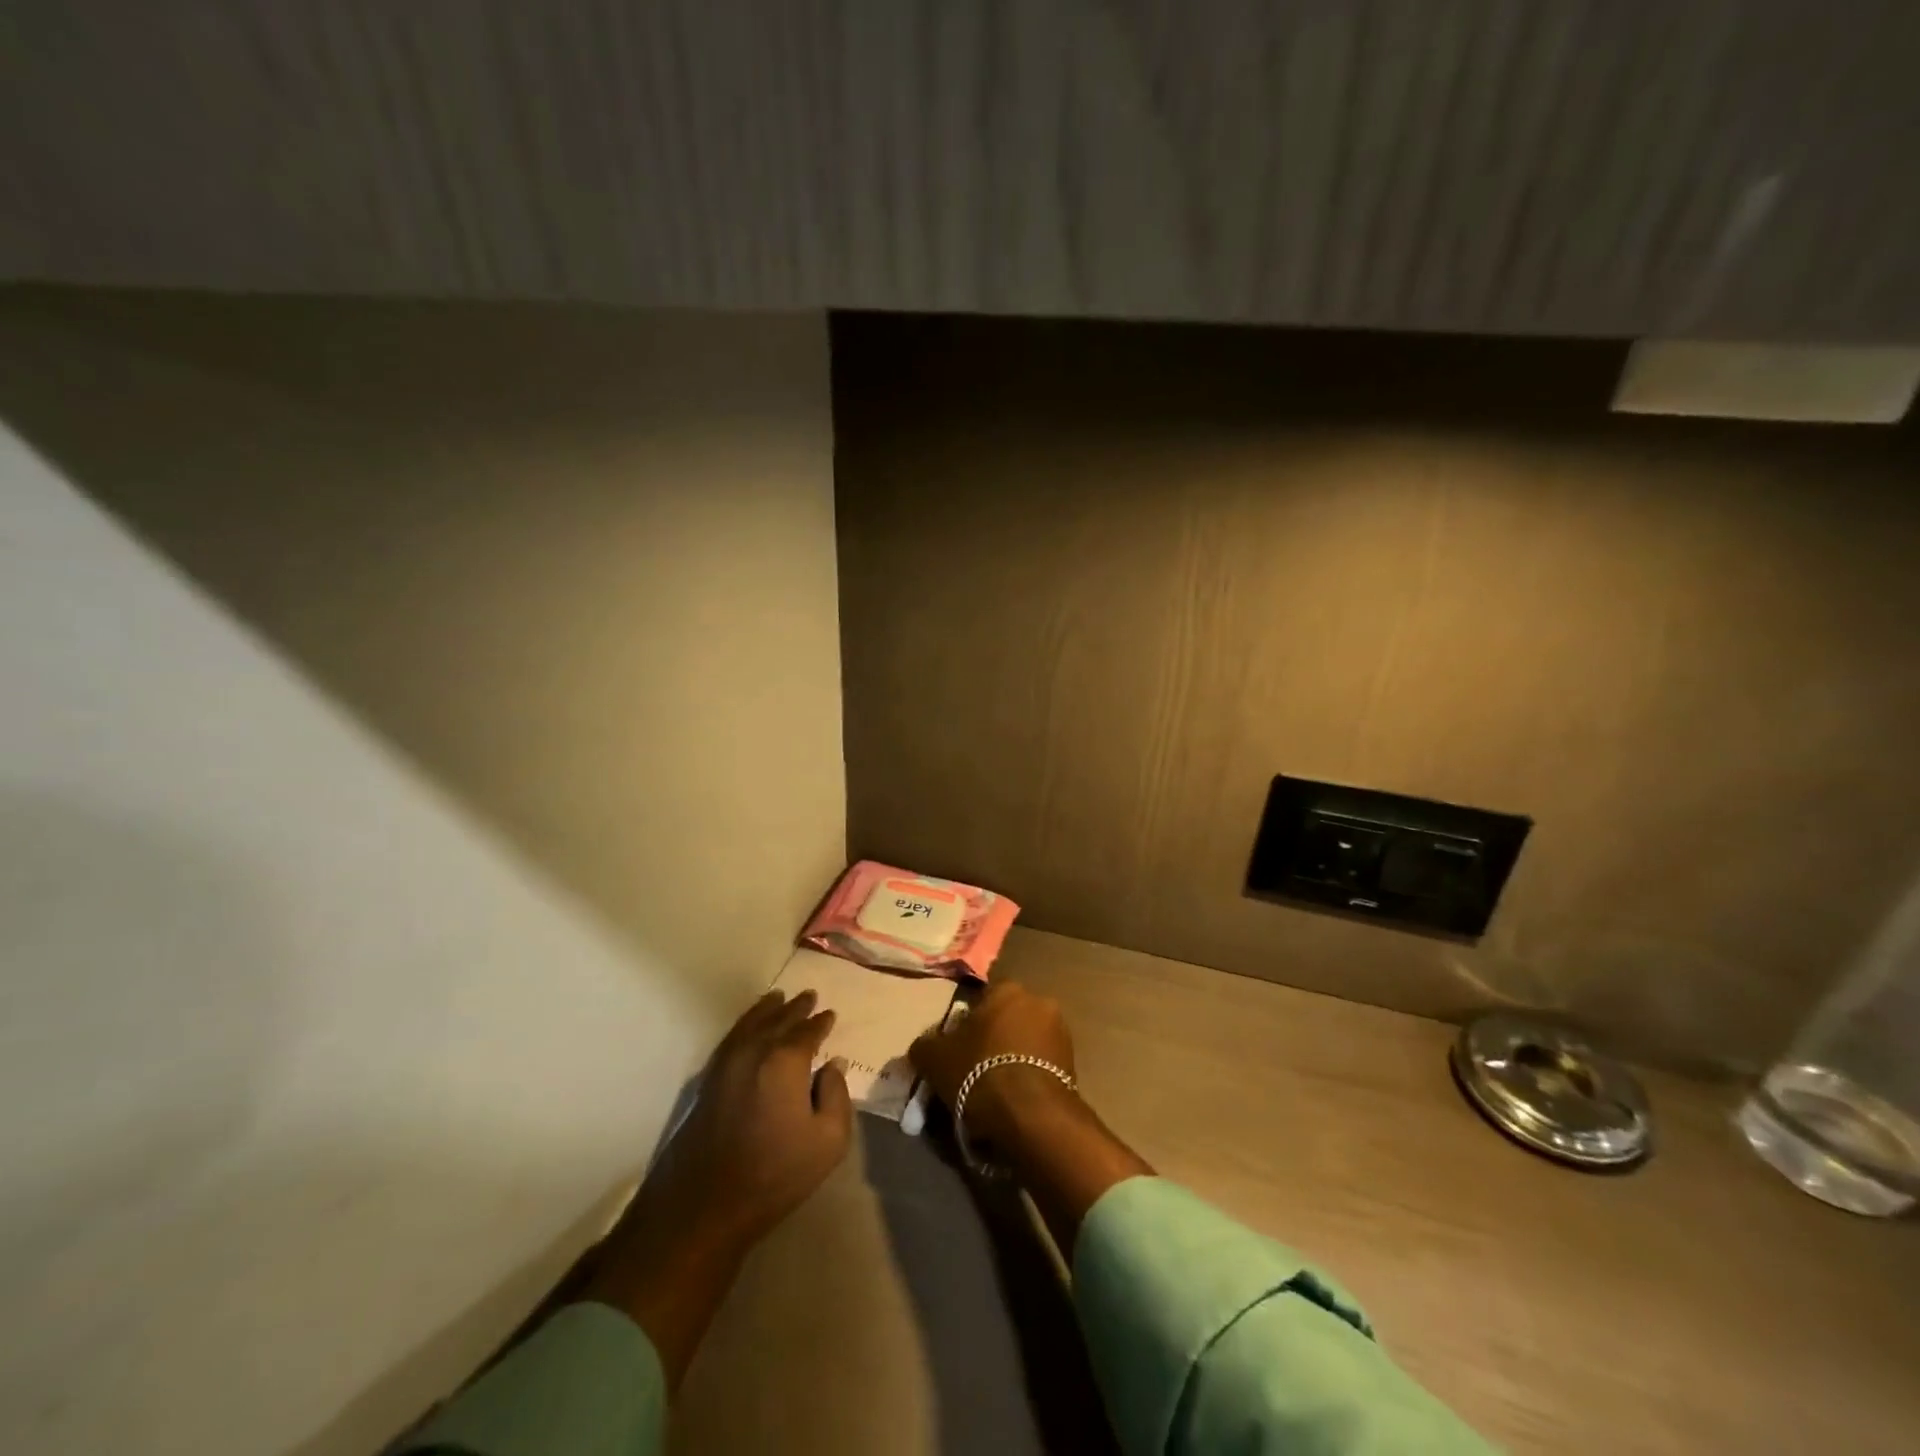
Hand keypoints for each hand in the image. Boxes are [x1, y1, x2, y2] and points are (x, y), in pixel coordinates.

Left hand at [584, 989, 852, 1382]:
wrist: (706, 1205)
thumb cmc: (776, 1173)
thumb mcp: (828, 1140)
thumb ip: (836, 1095)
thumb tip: (832, 1065)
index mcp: (785, 1060)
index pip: (807, 1031)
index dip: (821, 1022)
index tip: (830, 1014)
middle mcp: (754, 1051)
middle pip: (778, 1020)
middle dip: (795, 1008)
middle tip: (808, 996)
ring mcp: (726, 1064)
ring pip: (750, 1024)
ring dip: (767, 1009)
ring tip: (778, 998)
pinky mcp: (708, 1081)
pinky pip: (732, 1038)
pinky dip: (744, 1025)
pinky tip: (749, 1027)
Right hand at [912, 981, 1149, 1257]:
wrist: (1030, 1115)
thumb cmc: (979, 1072)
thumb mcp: (935, 1058)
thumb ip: (925, 1045)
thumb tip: (924, 1046)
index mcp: (1008, 989)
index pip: (981, 1001)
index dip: (966, 1026)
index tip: (957, 1052)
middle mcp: (1039, 1001)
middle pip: (1006, 1021)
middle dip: (992, 1042)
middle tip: (973, 1072)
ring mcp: (1061, 1033)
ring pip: (1025, 1044)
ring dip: (1012, 1060)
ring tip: (994, 1092)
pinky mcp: (1073, 1064)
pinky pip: (1040, 1067)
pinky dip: (1028, 1078)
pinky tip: (1013, 1102)